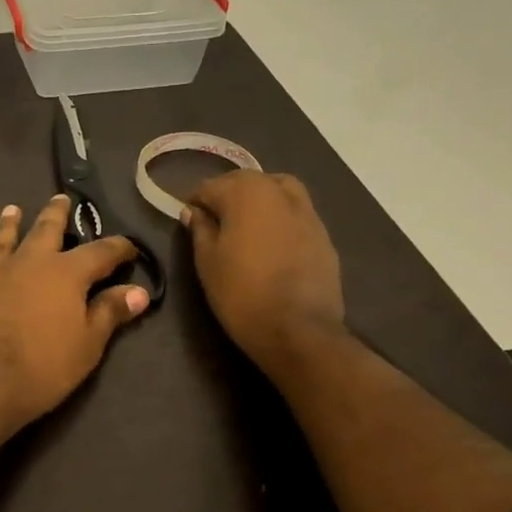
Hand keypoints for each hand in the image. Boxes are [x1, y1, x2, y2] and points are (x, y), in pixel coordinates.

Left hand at [0, 195, 150, 437]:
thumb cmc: (42, 369)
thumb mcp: (87, 346)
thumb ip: (110, 313)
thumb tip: (140, 291)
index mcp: (67, 274)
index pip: (101, 252)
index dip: (118, 248)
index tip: (129, 247)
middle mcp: (31, 261)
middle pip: (47, 230)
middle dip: (57, 214)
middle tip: (61, 198)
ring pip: (5, 237)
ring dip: (10, 222)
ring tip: (13, 209)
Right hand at [182, 171, 344, 373]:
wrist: (298, 329)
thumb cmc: (241, 292)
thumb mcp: (207, 261)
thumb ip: (200, 229)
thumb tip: (194, 211)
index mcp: (245, 193)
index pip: (210, 186)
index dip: (195, 201)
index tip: (188, 219)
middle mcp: (278, 191)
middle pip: (246, 181)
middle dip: (227, 194)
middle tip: (213, 220)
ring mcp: (306, 211)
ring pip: (276, 190)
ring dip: (257, 199)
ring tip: (245, 224)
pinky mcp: (323, 233)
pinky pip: (295, 212)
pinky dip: (280, 217)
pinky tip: (271, 242)